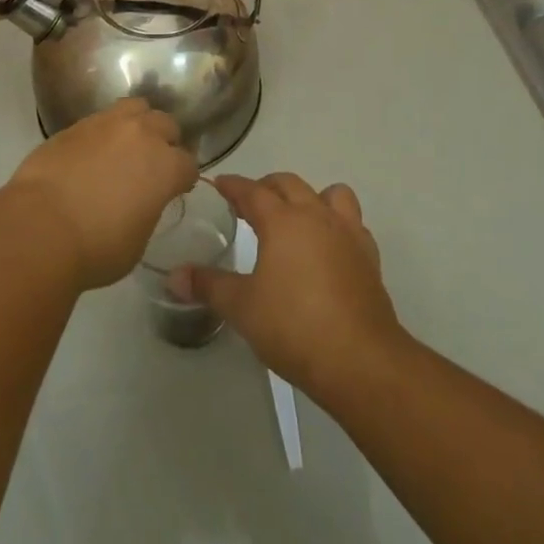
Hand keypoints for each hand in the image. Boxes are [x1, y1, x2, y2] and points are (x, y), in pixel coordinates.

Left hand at [3, 99, 198, 291]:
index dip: (182, 179)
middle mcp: (142, 135)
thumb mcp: (138, 240)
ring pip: (136, 108)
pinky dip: (105, 132)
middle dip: (165, 142)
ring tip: (126, 146)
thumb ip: (148, 209)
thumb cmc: (96, 247)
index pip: (188, 164)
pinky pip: (102, 118)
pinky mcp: (77, 124)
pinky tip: (94, 152)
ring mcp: (108, 124)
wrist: (40, 226)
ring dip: (138, 124)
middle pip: (166, 125)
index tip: (175, 190)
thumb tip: (141, 199)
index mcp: (165, 166)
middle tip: (151, 165)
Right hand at [173, 173, 405, 402]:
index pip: (252, 190)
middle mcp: (316, 215)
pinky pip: (352, 223)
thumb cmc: (294, 326)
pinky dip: (337, 225)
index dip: (233, 185)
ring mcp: (347, 233)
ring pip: (331, 194)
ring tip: (296, 219)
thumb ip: (208, 286)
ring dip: (311, 197)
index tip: (219, 184)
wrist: (360, 360)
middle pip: (289, 184)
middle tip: (250, 203)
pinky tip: (328, 248)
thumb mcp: (242, 308)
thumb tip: (174, 276)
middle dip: (267, 187)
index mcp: (282, 220)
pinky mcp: (369, 256)